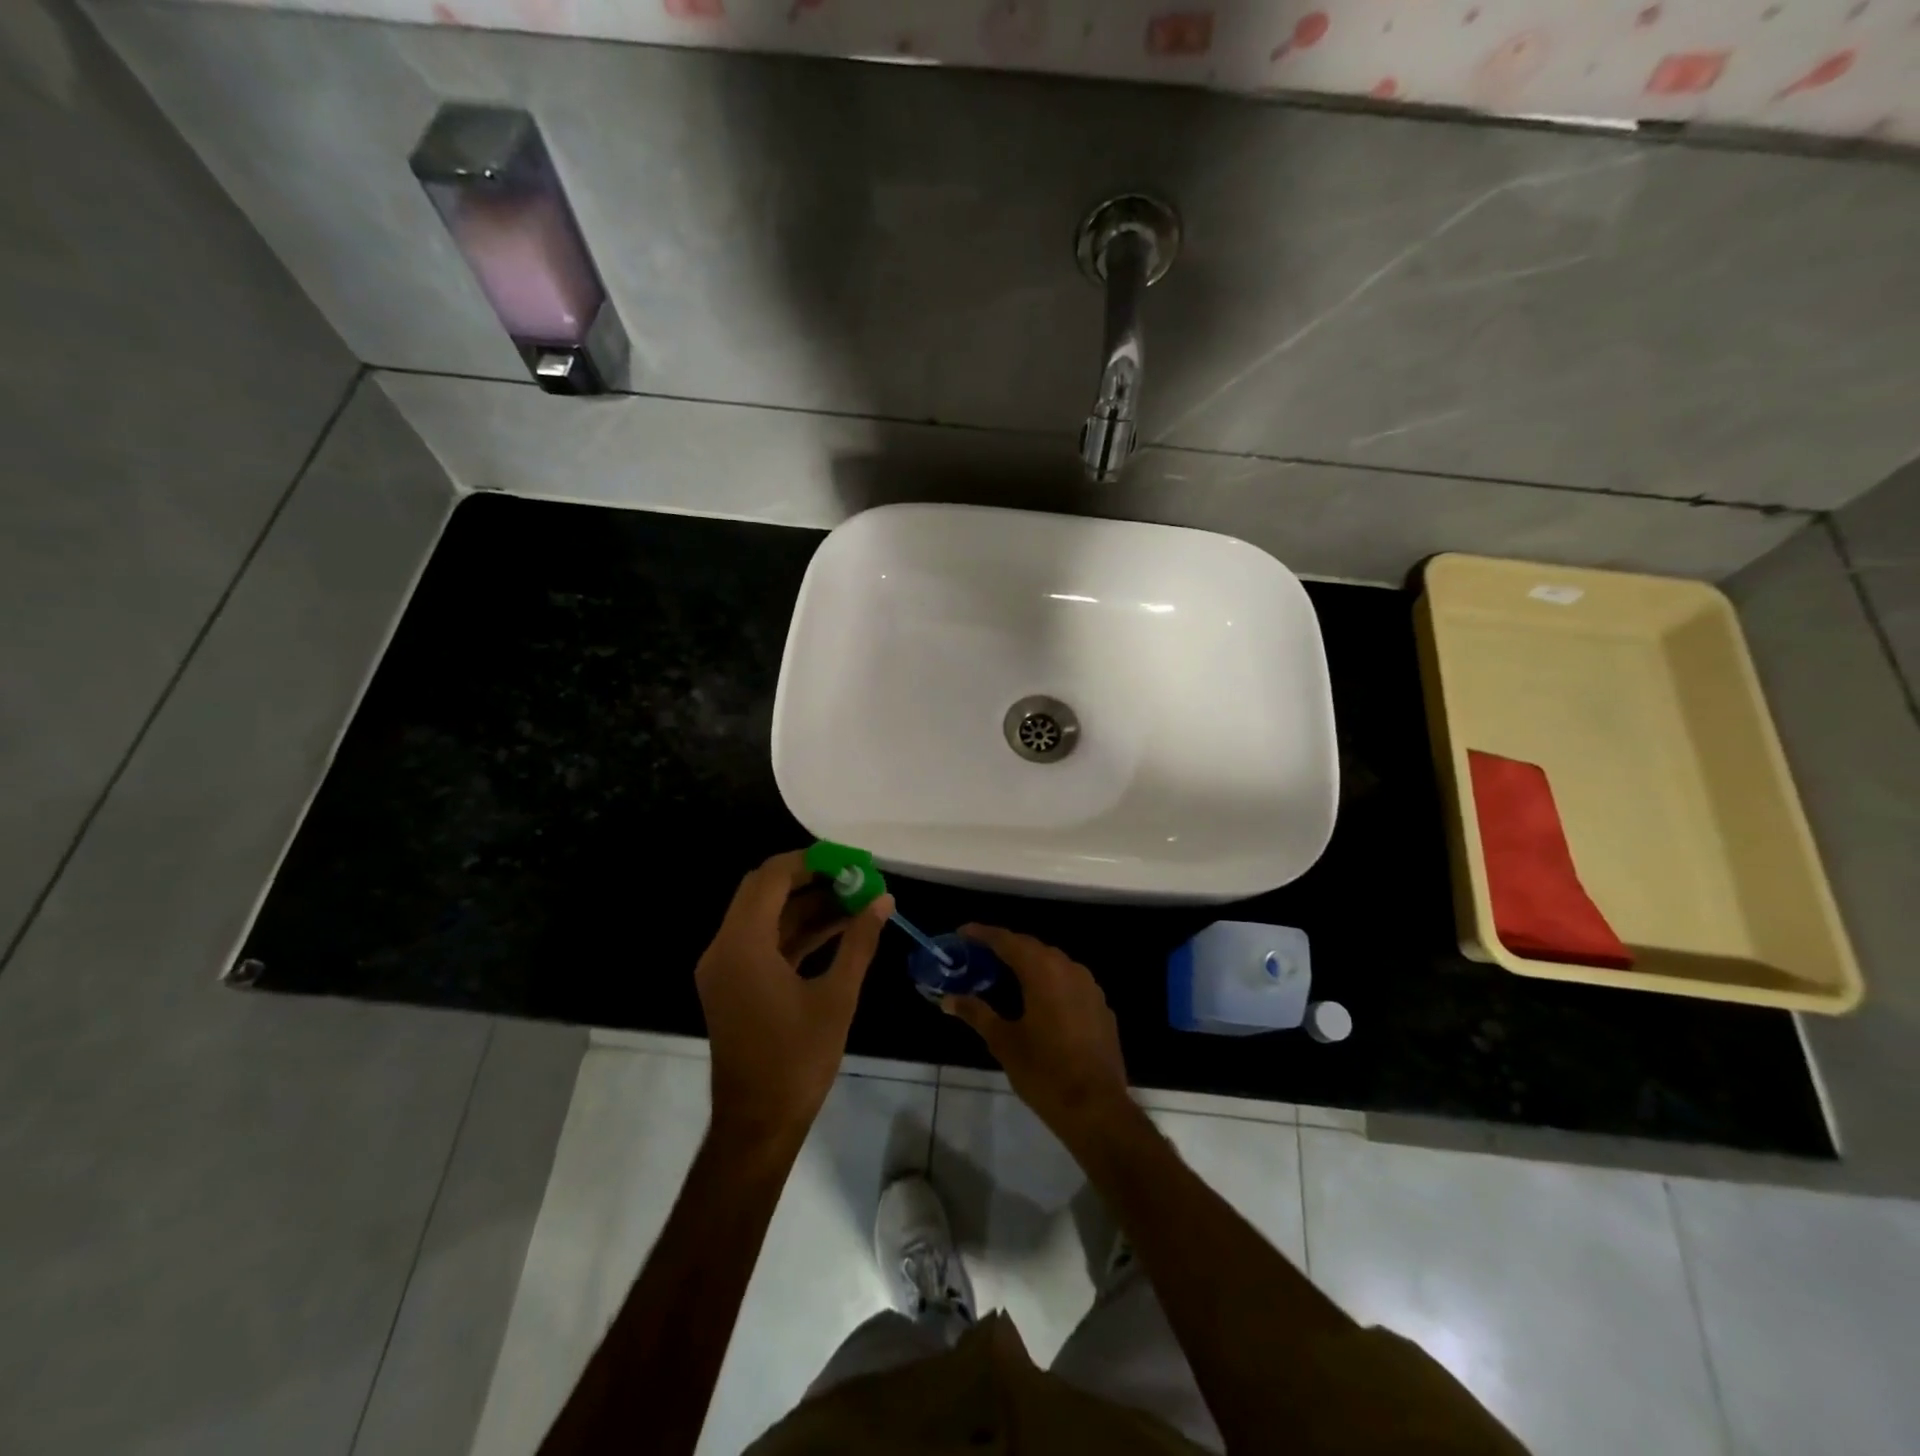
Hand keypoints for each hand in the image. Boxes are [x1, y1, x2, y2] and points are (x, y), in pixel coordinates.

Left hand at [695, 851, 890, 1151]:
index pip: (771, 878)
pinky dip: (796, 931)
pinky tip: (838, 928)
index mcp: (743, 945)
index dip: (811, 861)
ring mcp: (726, 967)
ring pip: (765, 916)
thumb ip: (859, 942)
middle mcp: (725, 948)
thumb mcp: (837, 997)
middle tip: (853, 877)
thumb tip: (884, 899)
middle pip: (763, 890)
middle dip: (809, 878)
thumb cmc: (797, 1061)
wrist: (758, 1124)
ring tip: (855, 900)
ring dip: (806, 905)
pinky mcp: (734, 984)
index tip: (849, 861)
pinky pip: (764, 941)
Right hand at [943, 925, 1132, 1143]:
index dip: (983, 934)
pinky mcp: (1101, 1006)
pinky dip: (1050, 982)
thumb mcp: (1003, 1041)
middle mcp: (1069, 968)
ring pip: (1054, 963)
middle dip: (1006, 947)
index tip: (963, 932)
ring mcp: (1090, 987)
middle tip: (980, 955)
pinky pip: (1070, 982)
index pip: (1008, 940)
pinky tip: (1038, 1000)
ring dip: (1029, 963)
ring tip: (1006, 975)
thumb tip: (948, 999)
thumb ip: (976, 1013)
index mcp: (1042, 971)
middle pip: (1032, 947)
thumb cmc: (1044, 1071)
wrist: (1096, 1108)